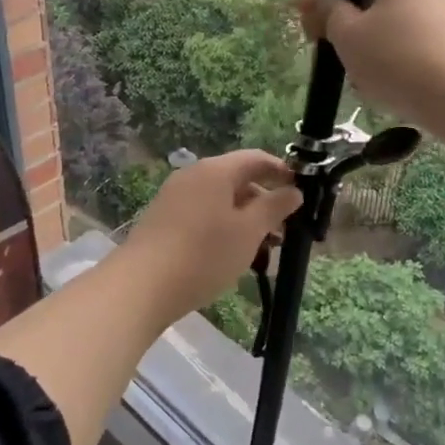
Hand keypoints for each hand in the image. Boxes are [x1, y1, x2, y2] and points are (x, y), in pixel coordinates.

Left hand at [118, 151, 302, 319]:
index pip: (256, 159)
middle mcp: (193, 176)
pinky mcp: (164, 220)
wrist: (142, 285)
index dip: (282, 172)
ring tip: (262, 252)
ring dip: (245, 221)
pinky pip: (203, 216)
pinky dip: (224, 229)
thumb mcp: (249, 231)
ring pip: (221, 202)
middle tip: (284, 233)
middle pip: (238, 180)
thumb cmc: (204, 254)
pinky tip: (232, 257)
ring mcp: (175, 197)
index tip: (302, 192)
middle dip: (264, 203)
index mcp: (215, 170)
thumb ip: (274, 207)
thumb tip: (294, 190)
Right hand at [295, 0, 444, 134]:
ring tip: (365, 79)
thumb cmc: (399, 60)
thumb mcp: (348, 36)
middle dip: (350, 25)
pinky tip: (393, 86)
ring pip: (393, 20)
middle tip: (335, 56)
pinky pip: (416, 38)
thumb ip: (325, 11)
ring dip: (372, 45)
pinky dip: (399, 57)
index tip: (315, 28)